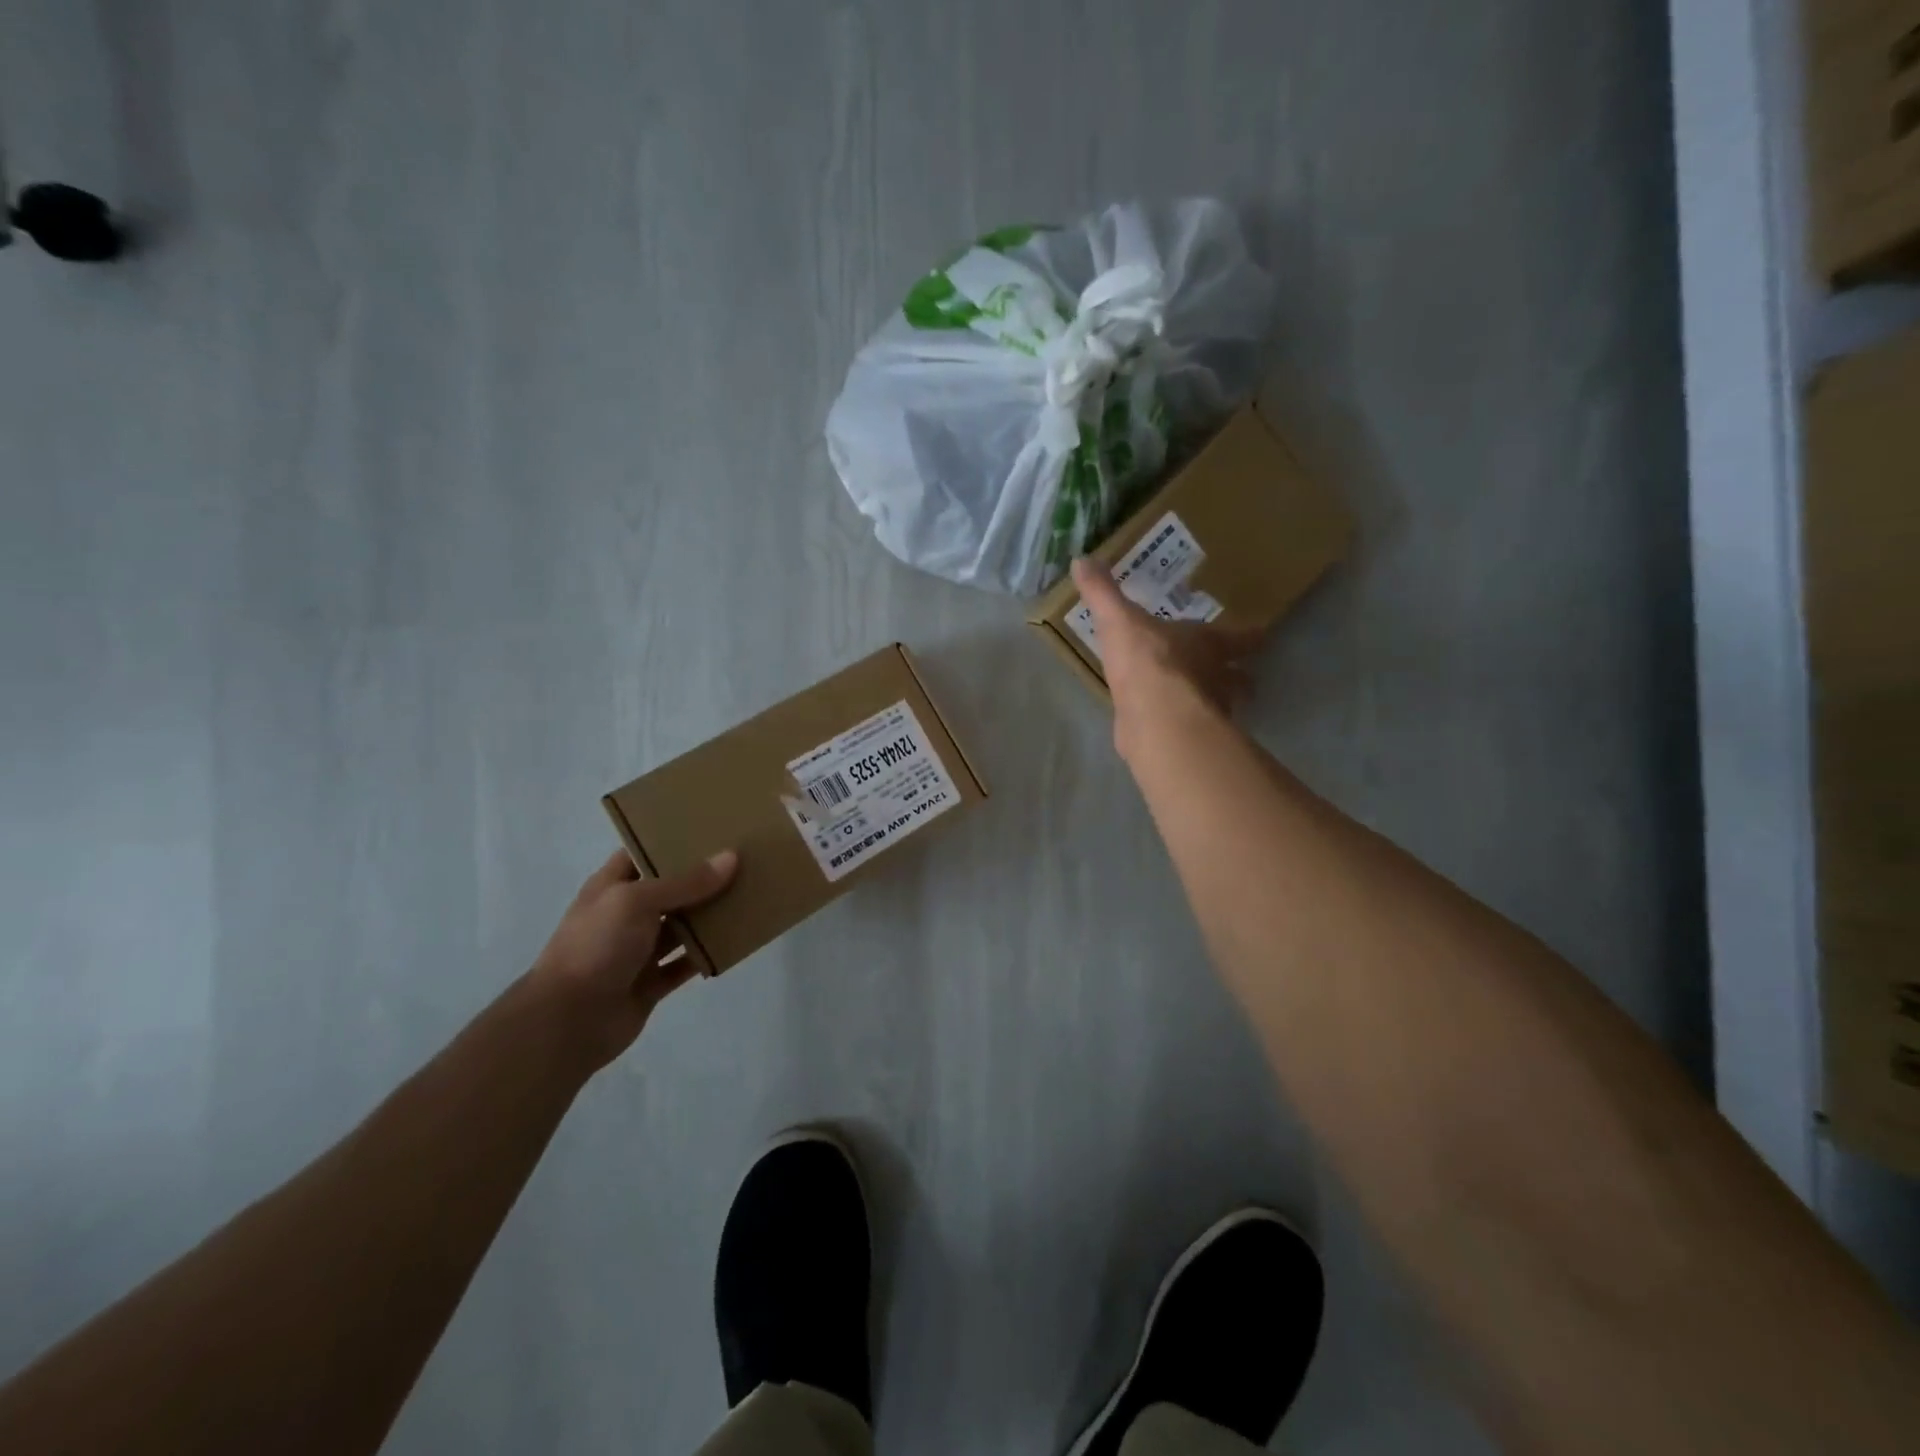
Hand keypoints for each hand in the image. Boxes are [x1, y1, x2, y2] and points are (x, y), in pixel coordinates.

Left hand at [528, 848, 738, 1071]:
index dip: (670, 841)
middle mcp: (624, 916)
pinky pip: (685, 964)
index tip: (709, 829)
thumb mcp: (638, 901)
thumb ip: (686, 882)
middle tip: (742, 859)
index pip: (641, 854)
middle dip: (700, 878)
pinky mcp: (650, 984)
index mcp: (611, 888)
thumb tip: (731, 857)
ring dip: (708, 917)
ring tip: (748, 896)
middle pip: (668, 890)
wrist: (566, 1021)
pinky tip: (735, 943)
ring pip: (680, 928)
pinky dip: (706, 956)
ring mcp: (637, 951)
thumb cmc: (596, 946)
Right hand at [1071, 557, 1265, 752]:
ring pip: (1222, 708)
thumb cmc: (1147, 659)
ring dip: (1217, 705)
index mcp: (1209, 644)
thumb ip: (1102, 593)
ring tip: (1205, 704)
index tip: (1261, 636)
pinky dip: (1185, 727)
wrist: (1153, 715)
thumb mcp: (1118, 619)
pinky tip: (1172, 726)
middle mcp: (1216, 678)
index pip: (1241, 637)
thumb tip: (1081, 559)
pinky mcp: (1187, 739)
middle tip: (1238, 676)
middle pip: (1239, 678)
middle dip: (1239, 676)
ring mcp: (1206, 713)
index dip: (1250, 636)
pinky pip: (1190, 730)